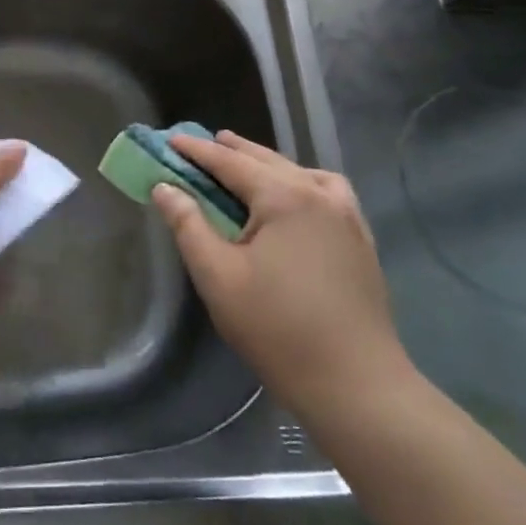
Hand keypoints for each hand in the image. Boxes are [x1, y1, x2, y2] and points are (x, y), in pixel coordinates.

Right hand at [152, 131, 409, 430]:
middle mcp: (319, 194)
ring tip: (244, 163)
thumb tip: (164, 186)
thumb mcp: (218, 276)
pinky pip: (328, 191)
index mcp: (284, 196)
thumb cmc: (277, 329)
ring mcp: (347, 216)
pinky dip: (302, 181)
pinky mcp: (361, 240)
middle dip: (231, 151)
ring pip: (300, 172)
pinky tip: (295, 196)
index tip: (169, 139)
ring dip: (267, 163)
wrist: (356, 385)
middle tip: (200, 145)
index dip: (197, 150)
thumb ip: (188, 225)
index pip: (230, 161)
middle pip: (266, 160)